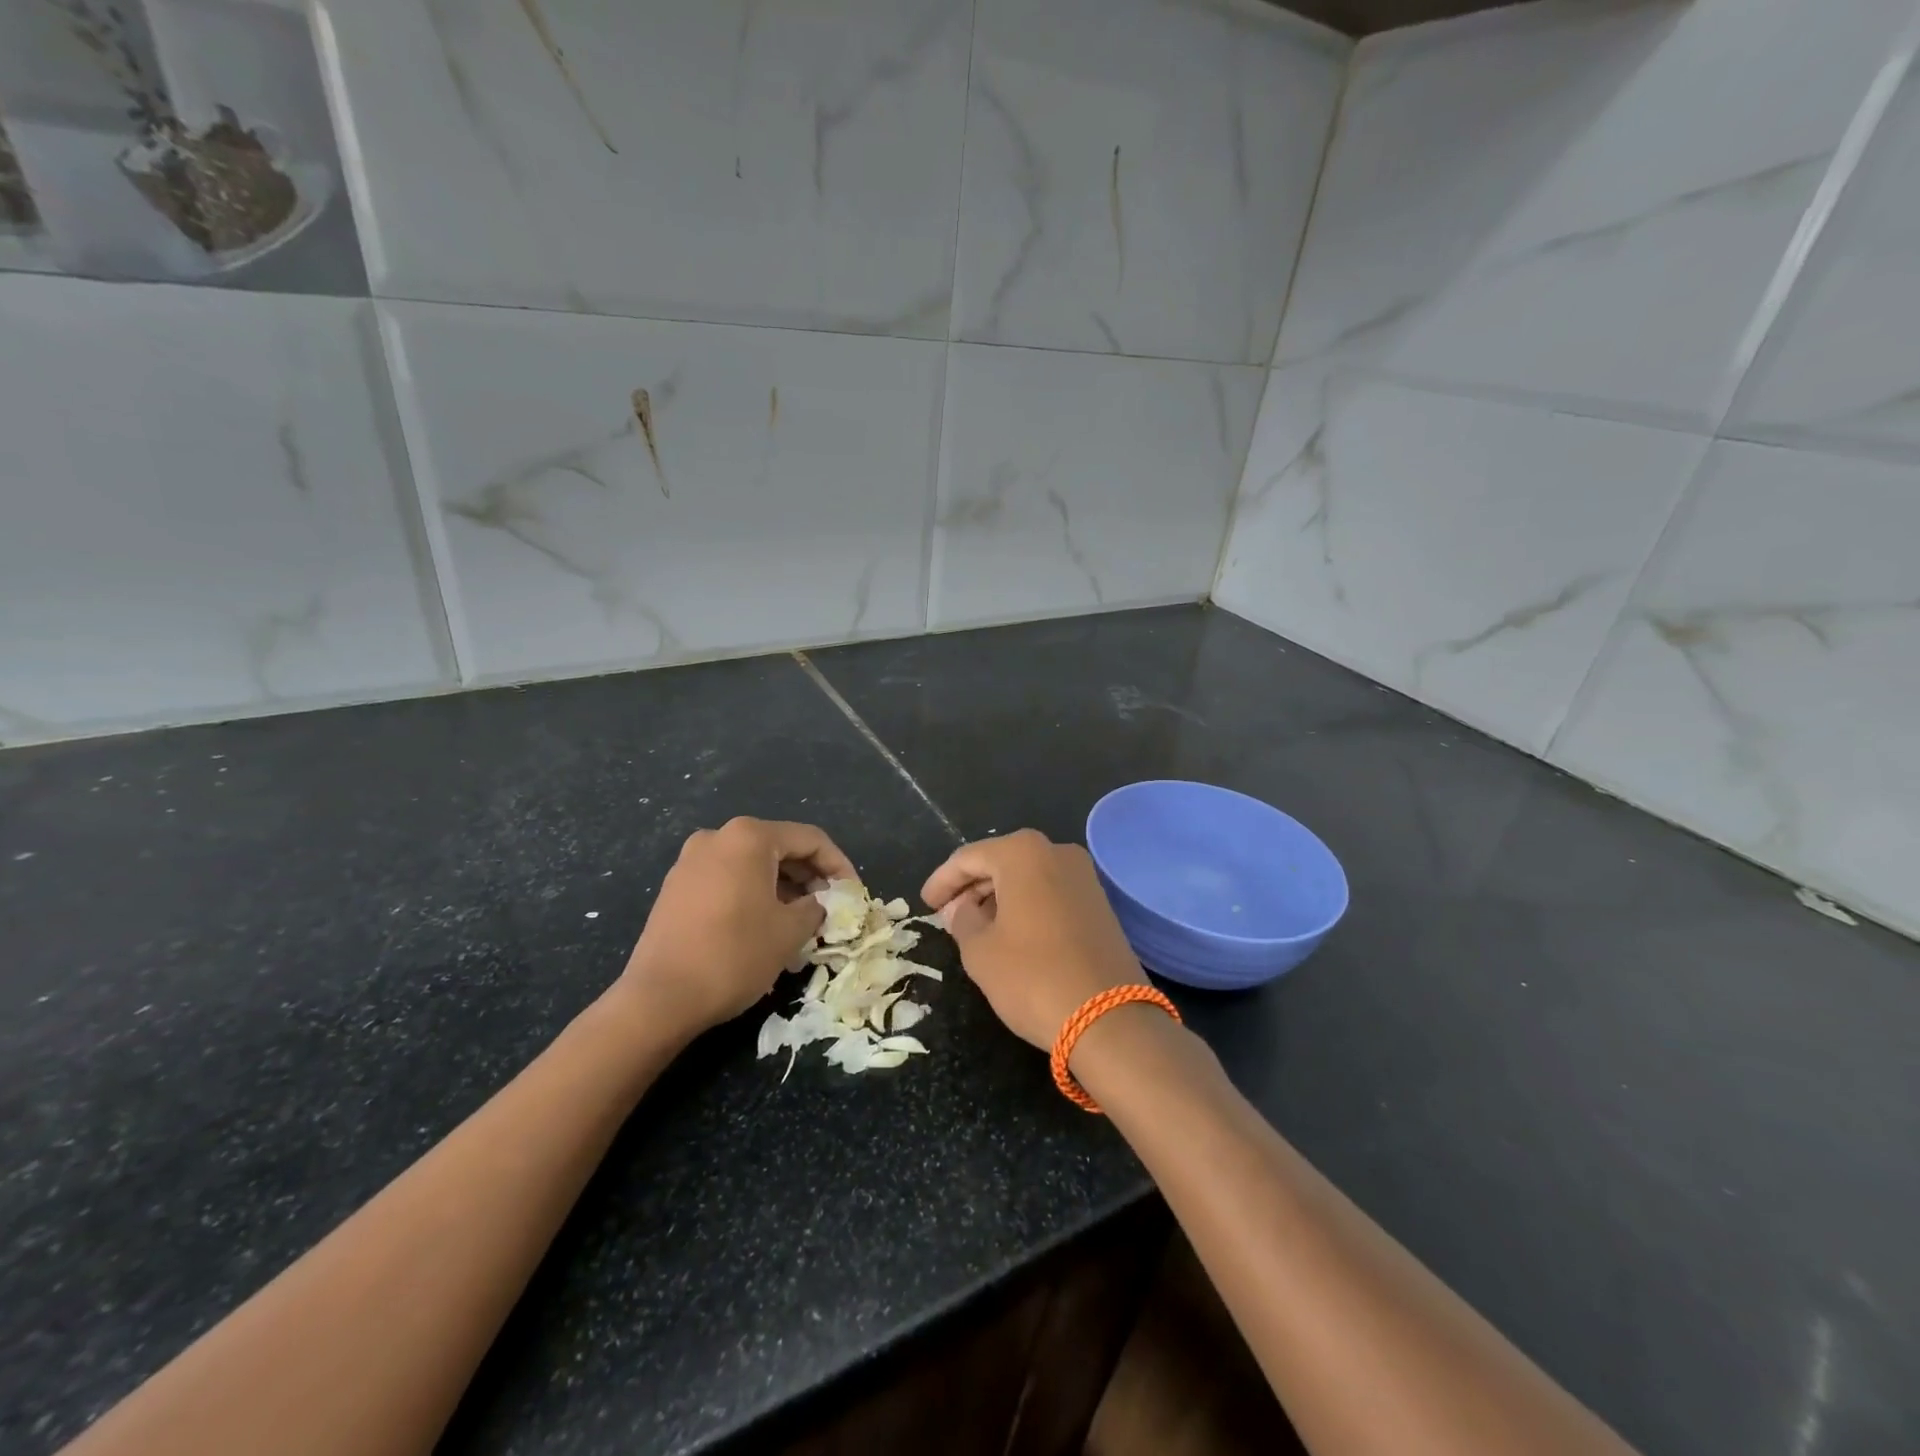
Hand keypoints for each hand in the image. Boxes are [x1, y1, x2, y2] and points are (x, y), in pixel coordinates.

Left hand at [617, 818, 856, 1040]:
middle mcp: (718, 837)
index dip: (839, 865)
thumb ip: (816, 908)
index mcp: (749, 837)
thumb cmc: (734, 955)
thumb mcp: (790, 931)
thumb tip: (818, 904)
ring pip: (753, 864)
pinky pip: (728, 879)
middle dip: (810, 876)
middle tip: (830, 906)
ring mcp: (691, 861)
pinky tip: (765, 924)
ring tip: (801, 919)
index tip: (854, 894)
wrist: (659, 999)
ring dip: (783, 886)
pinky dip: (754, 893)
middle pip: (779, 847)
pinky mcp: (676, 888)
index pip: (810, 840)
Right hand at [921, 829, 1146, 1050]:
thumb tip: (960, 909)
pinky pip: (1050, 892)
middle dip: (971, 887)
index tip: (925, 904)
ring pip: (1028, 877)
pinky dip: (1026, 905)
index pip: (969, 858)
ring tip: (974, 926)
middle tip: (946, 915)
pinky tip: (1010, 933)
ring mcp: (1084, 877)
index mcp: (1023, 853)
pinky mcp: (1100, 904)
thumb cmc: (1033, 976)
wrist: (1110, 1019)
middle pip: (1001, 862)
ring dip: (998, 897)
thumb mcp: (980, 951)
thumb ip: (962, 920)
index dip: (943, 881)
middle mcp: (1057, 852)